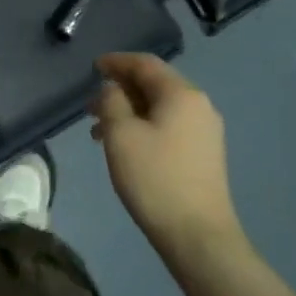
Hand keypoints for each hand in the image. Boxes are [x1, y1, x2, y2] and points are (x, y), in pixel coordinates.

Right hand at [89, 54, 246, 275]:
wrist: (197, 234)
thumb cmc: (154, 178)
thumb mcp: (121, 135)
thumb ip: (111, 102)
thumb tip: (112, 88)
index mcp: (181, 94)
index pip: (145, 64)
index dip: (116, 62)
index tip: (93, 67)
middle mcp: (199, 106)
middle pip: (155, 84)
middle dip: (120, 90)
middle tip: (90, 106)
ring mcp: (205, 131)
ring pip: (160, 108)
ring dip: (129, 111)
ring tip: (99, 132)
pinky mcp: (204, 153)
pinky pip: (169, 126)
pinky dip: (144, 126)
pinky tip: (125, 146)